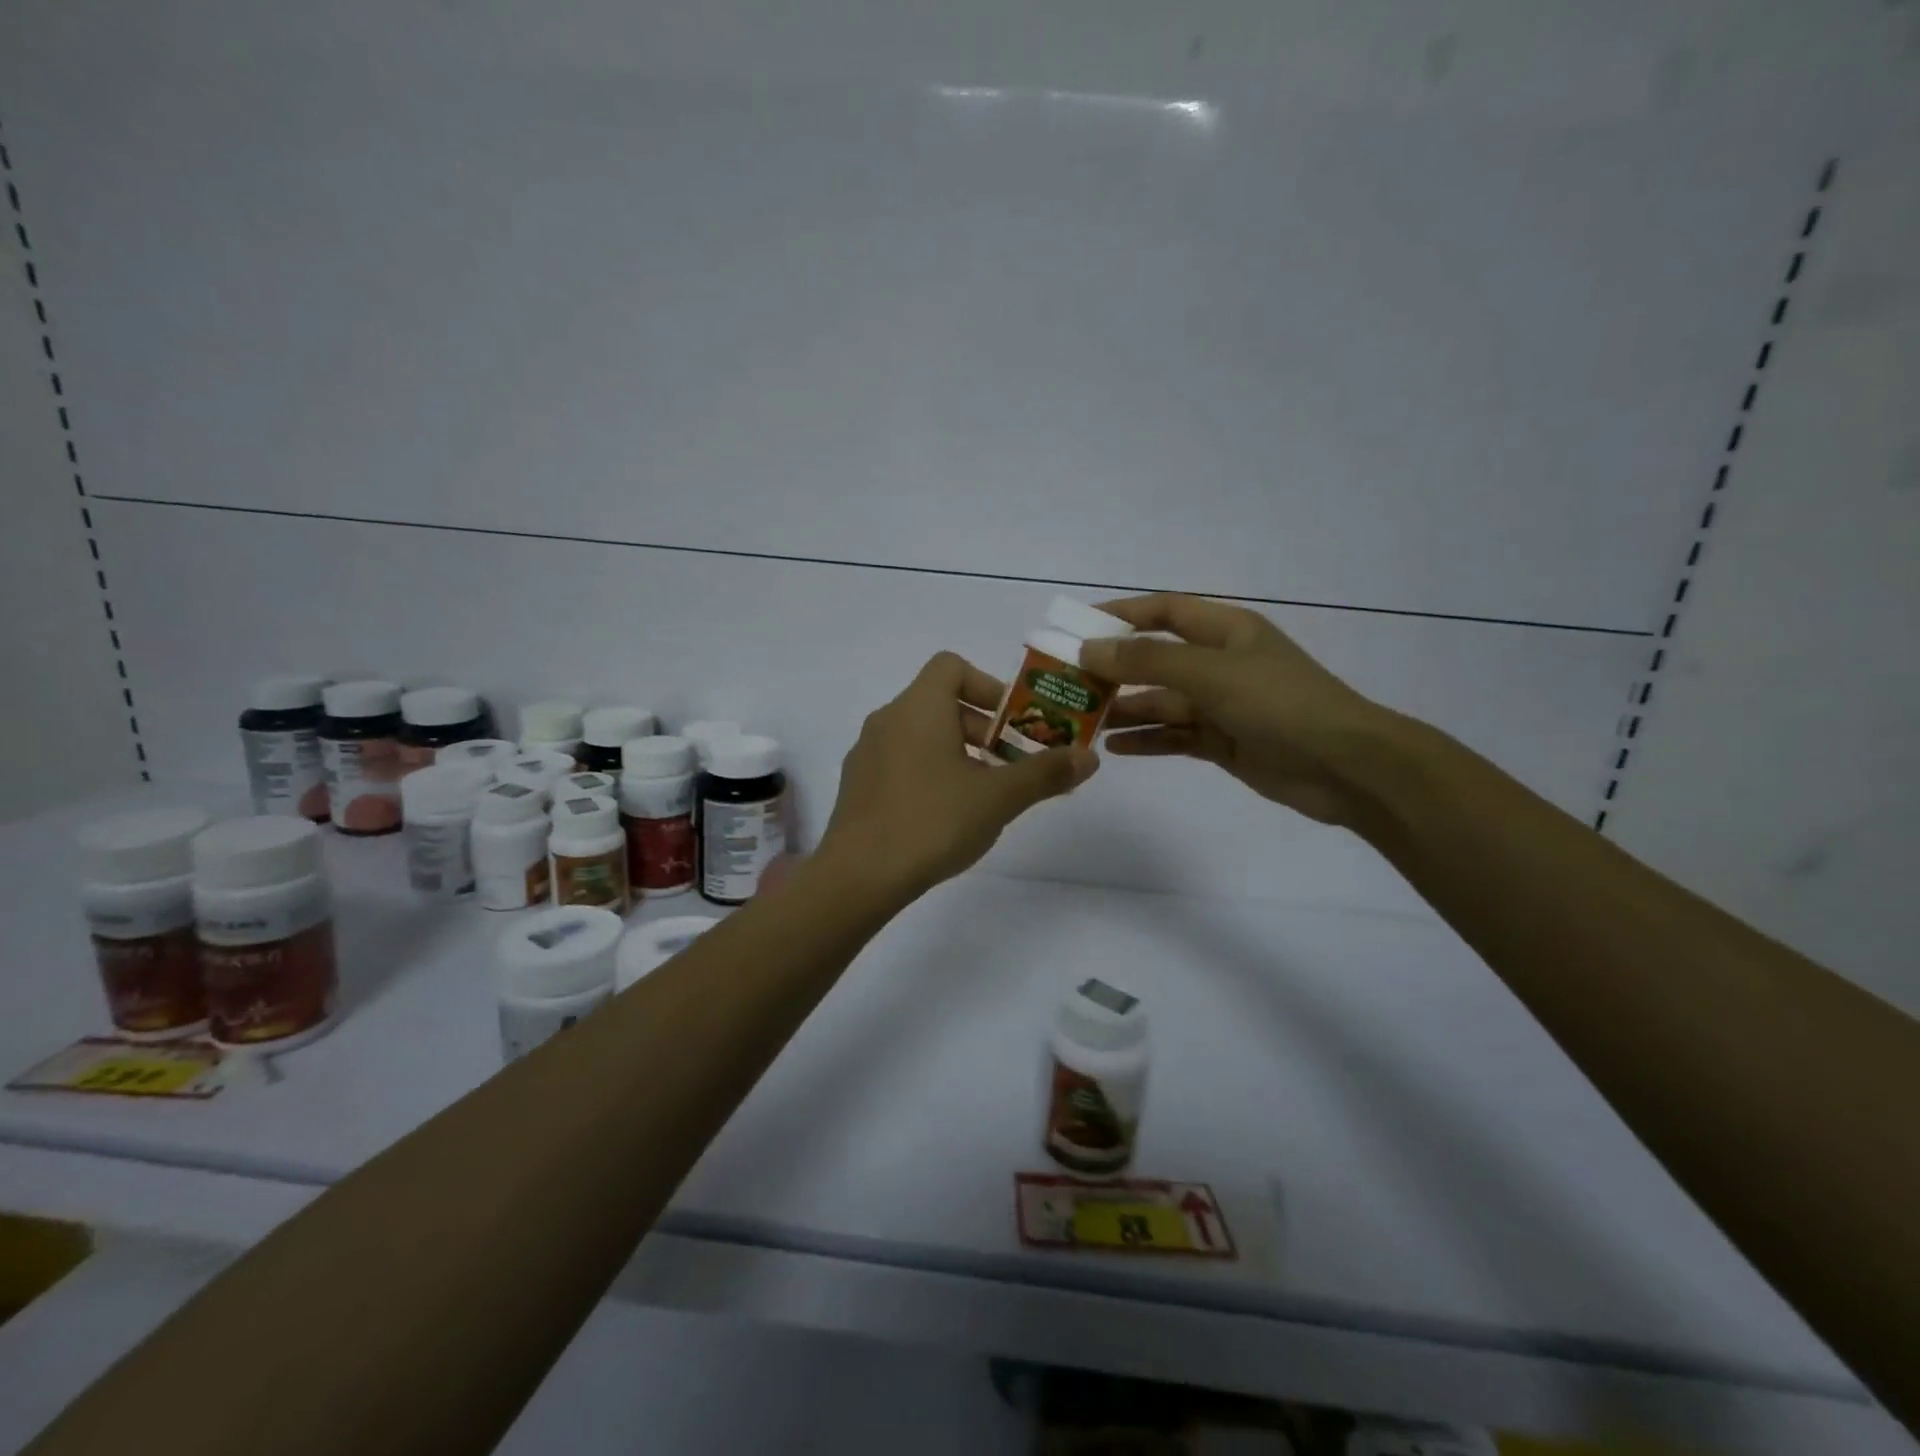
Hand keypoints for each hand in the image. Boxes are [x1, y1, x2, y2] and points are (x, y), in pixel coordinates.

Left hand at [817, 652, 1098, 897]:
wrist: (858, 876)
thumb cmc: (932, 822)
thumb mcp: (998, 797)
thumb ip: (1045, 773)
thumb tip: (1090, 757)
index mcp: (918, 707)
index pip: (952, 666)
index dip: (988, 686)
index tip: (1013, 723)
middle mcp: (888, 719)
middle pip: (941, 703)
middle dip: (984, 729)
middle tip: (1012, 765)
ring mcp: (867, 752)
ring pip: (922, 735)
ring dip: (959, 753)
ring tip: (985, 794)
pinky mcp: (858, 784)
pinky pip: (901, 761)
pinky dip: (930, 771)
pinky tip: (946, 814)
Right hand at [1081, 594, 1394, 825]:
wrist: (1345, 767)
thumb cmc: (1280, 704)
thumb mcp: (1211, 673)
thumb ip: (1148, 661)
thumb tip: (1089, 648)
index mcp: (1224, 631)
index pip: (1162, 612)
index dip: (1118, 615)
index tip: (1074, 626)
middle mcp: (1219, 663)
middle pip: (1154, 659)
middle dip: (1112, 669)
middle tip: (1066, 682)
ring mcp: (1221, 705)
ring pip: (1160, 701)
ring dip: (1123, 708)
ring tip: (1079, 720)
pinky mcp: (1222, 742)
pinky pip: (1173, 736)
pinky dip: (1146, 740)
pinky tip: (1113, 749)